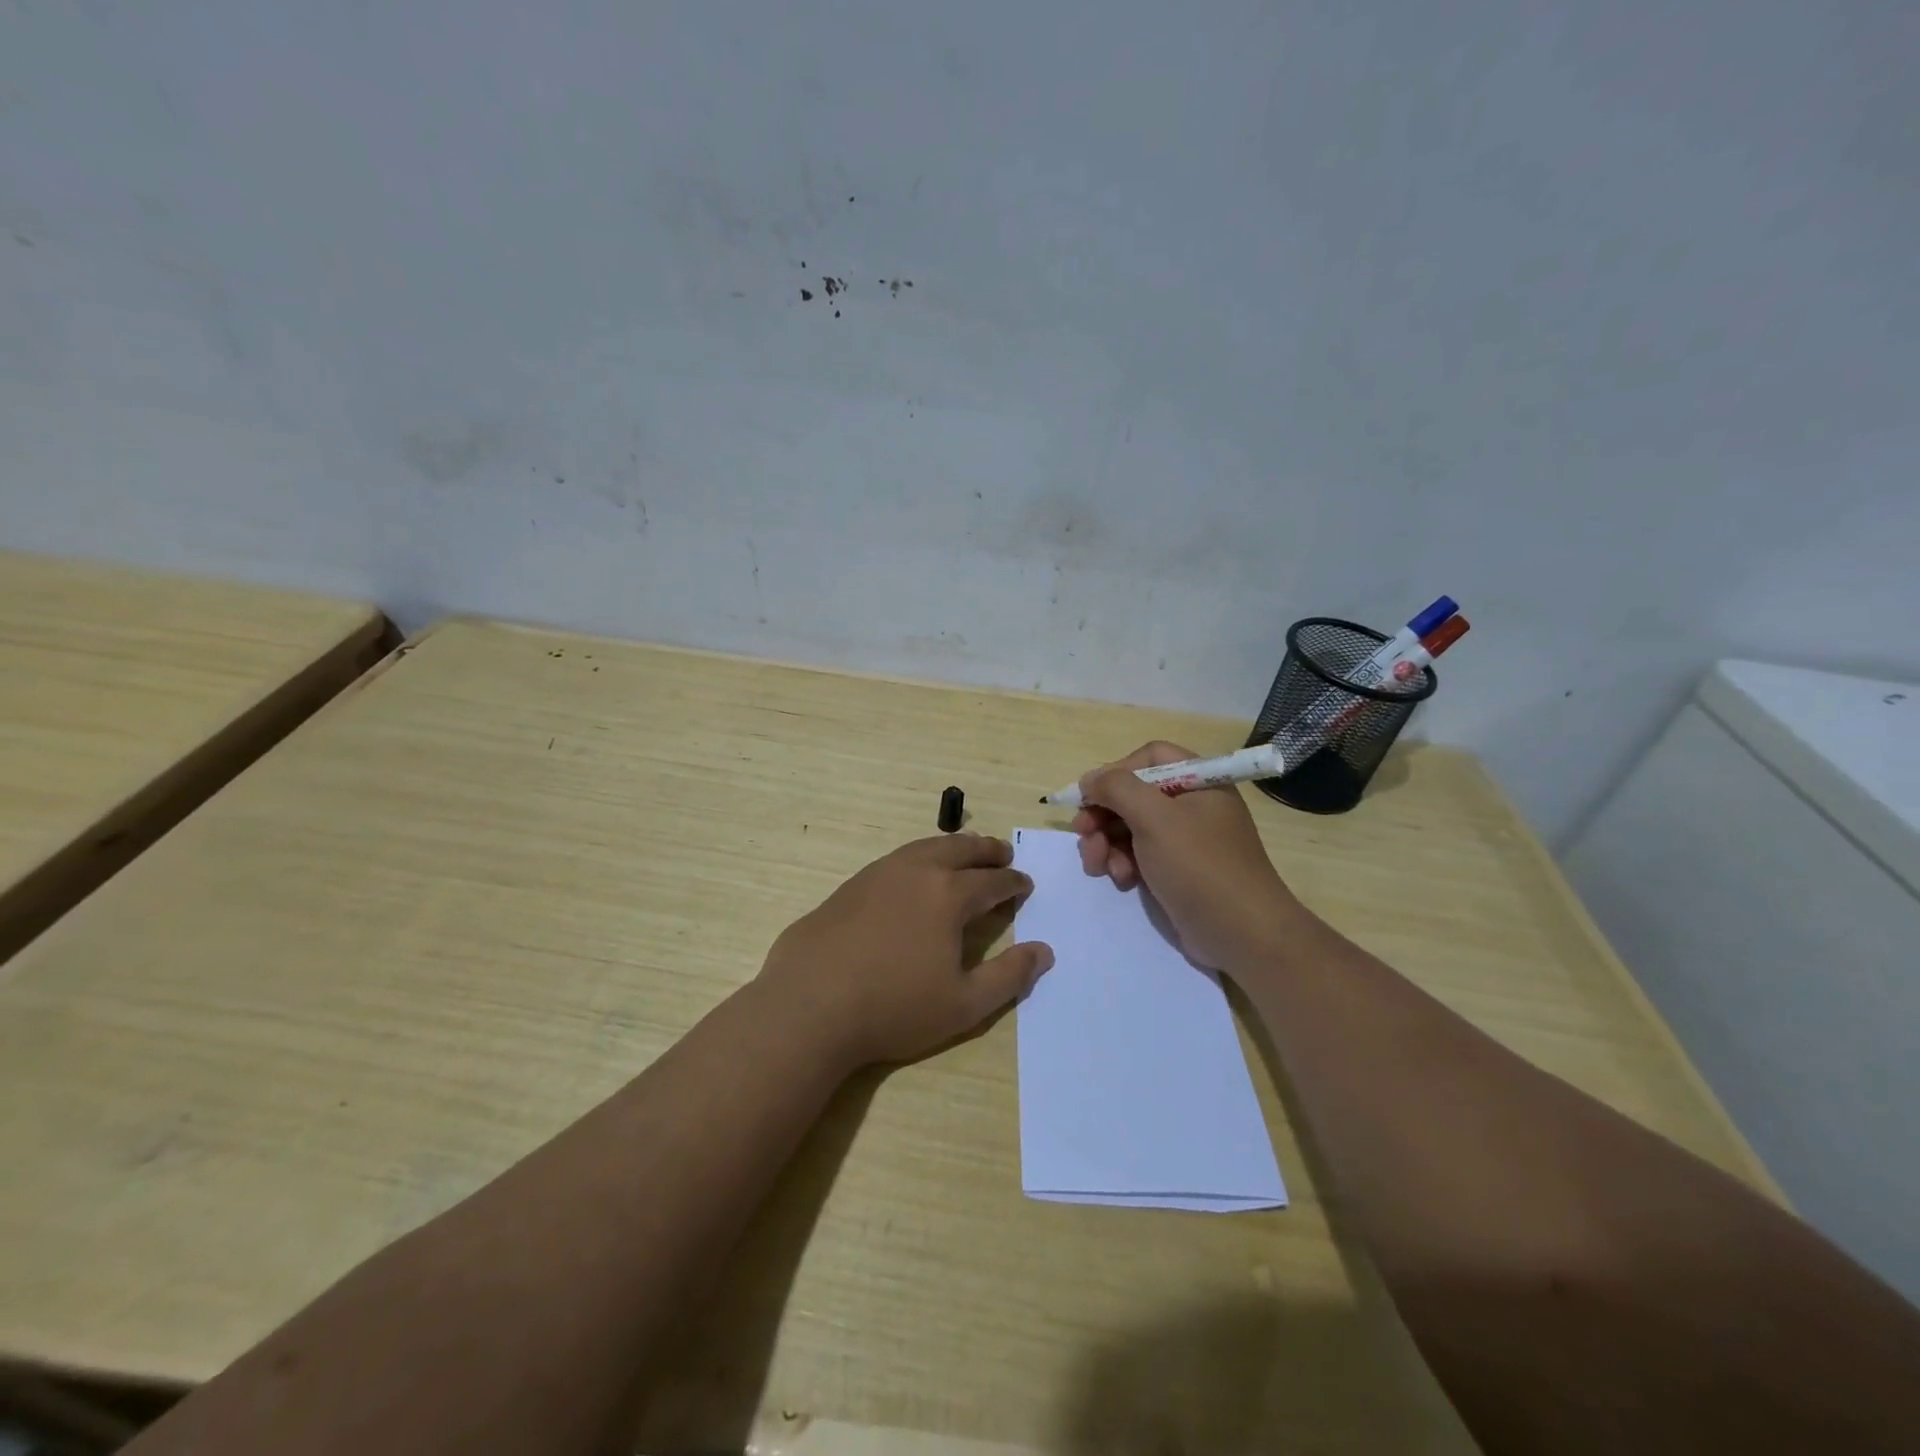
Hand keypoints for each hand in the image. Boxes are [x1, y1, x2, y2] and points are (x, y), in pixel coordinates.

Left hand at [757, 833, 1053, 1067]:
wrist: (809, 1004)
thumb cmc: (893, 1008)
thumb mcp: (964, 1005)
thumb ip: (1009, 977)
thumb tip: (1044, 951)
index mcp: (948, 895)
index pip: (992, 881)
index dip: (1013, 882)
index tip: (1025, 884)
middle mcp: (916, 872)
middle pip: (960, 849)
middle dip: (987, 850)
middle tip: (1002, 853)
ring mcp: (879, 873)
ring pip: (926, 847)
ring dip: (953, 847)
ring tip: (964, 853)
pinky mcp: (851, 885)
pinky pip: (898, 859)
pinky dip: (920, 857)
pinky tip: (915, 874)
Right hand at [1072, 741, 1299, 969]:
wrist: (1241, 934)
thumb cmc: (1199, 865)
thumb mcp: (1154, 818)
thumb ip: (1116, 788)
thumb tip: (1089, 779)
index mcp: (1199, 781)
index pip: (1149, 757)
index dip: (1116, 772)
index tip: (1091, 796)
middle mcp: (1192, 805)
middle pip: (1134, 794)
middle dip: (1103, 814)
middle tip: (1082, 833)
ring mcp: (1185, 840)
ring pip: (1130, 827)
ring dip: (1106, 843)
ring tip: (1098, 866)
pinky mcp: (1176, 870)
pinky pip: (1139, 854)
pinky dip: (1123, 863)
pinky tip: (1122, 880)